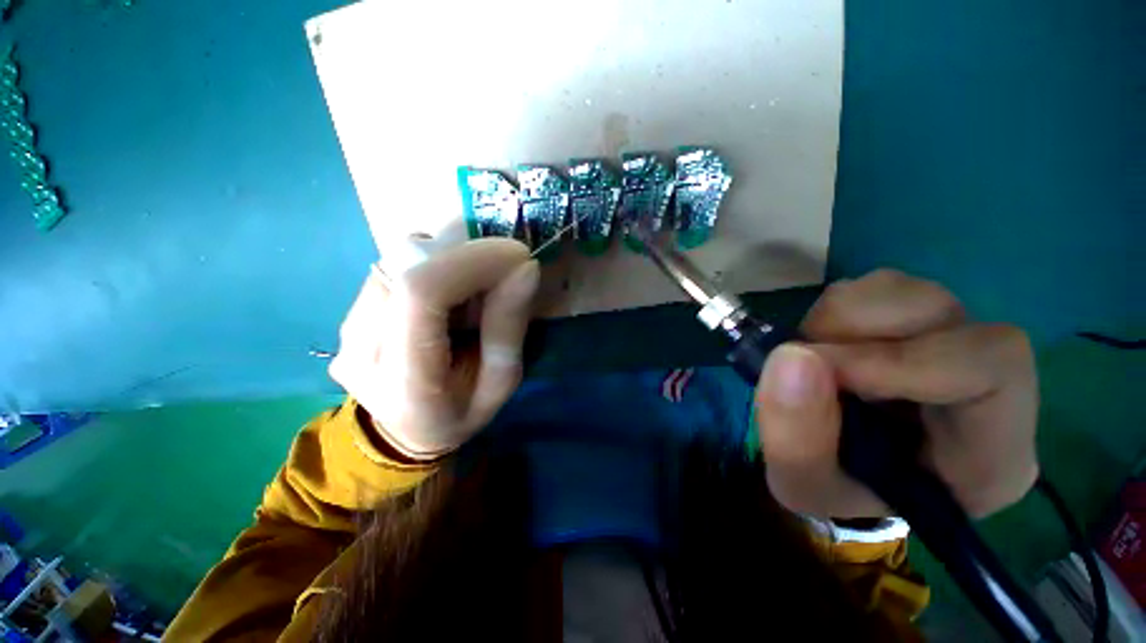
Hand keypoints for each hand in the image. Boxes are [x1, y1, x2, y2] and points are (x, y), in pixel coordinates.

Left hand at [330, 239, 539, 458]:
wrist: (405, 433)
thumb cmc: (460, 415)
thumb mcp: (500, 384)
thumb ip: (507, 328)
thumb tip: (524, 268)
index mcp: (404, 382)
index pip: (422, 294)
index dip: (471, 262)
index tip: (516, 256)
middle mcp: (361, 349)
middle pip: (411, 271)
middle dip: (467, 260)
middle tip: (503, 275)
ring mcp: (347, 329)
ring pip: (401, 263)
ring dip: (449, 264)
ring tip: (474, 294)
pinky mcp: (349, 313)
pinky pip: (395, 269)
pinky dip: (432, 269)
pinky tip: (449, 297)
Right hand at [755, 269, 1038, 518]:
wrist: (839, 469)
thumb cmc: (835, 489)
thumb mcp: (803, 486)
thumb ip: (796, 440)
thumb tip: (790, 356)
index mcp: (991, 451)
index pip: (992, 367)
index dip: (903, 358)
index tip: (822, 370)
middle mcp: (989, 385)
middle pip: (943, 314)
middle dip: (854, 331)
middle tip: (805, 361)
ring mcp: (951, 341)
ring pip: (904, 291)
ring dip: (838, 318)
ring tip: (812, 358)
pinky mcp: (915, 321)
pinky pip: (875, 287)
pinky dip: (834, 311)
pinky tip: (824, 346)